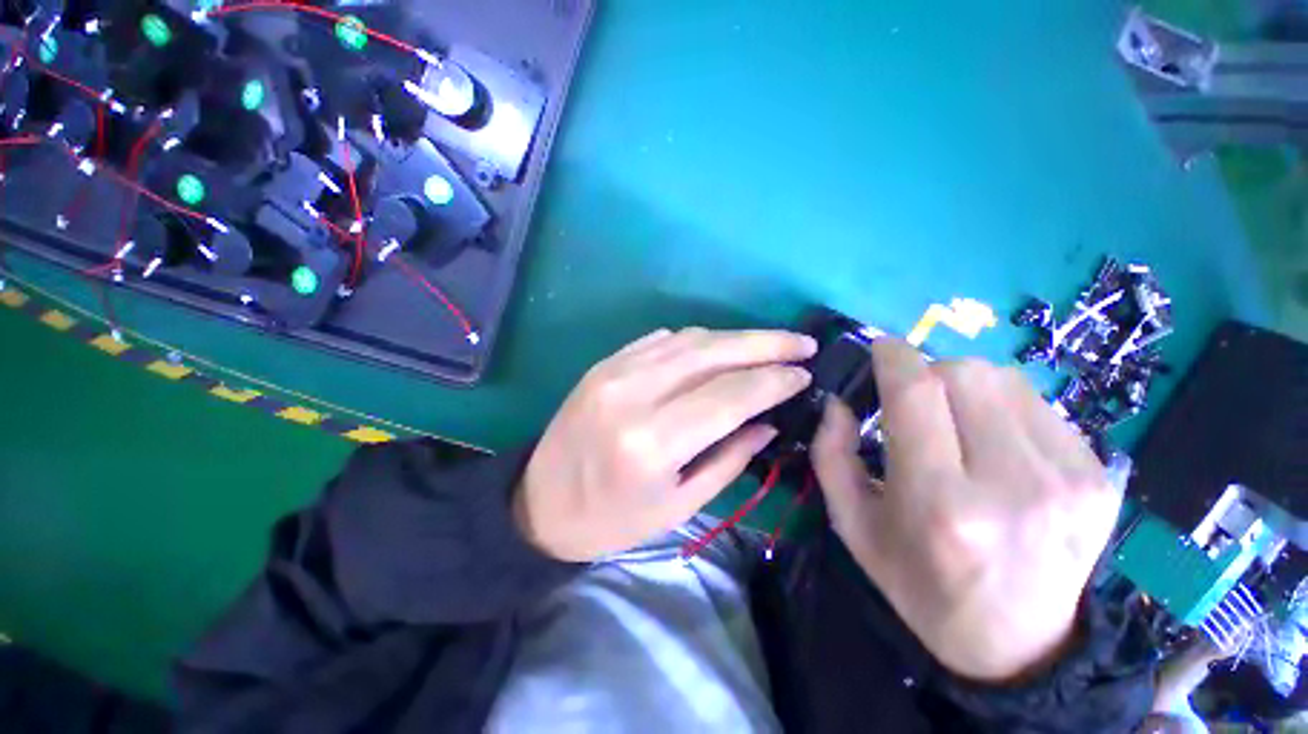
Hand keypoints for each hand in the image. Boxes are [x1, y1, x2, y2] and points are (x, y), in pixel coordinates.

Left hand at [516, 327, 816, 561]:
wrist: (539, 502)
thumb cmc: (611, 519)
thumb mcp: (678, 505)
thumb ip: (729, 458)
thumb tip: (767, 422)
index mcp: (652, 441)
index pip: (730, 395)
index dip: (773, 381)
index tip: (804, 375)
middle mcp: (634, 394)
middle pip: (712, 354)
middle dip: (764, 344)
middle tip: (801, 343)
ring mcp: (615, 370)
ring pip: (690, 339)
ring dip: (734, 339)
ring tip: (767, 345)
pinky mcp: (605, 362)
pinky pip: (662, 340)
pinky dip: (698, 341)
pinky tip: (719, 349)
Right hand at [811, 338, 1120, 682]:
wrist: (1017, 645)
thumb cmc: (919, 585)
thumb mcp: (852, 525)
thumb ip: (832, 454)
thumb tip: (840, 400)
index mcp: (940, 503)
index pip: (917, 393)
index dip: (893, 356)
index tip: (878, 347)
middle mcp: (1012, 484)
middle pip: (965, 374)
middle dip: (927, 371)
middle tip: (911, 398)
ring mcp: (1069, 479)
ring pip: (1006, 379)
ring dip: (965, 385)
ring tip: (954, 420)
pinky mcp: (1101, 477)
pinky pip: (1040, 404)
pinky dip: (1004, 406)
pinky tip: (994, 441)